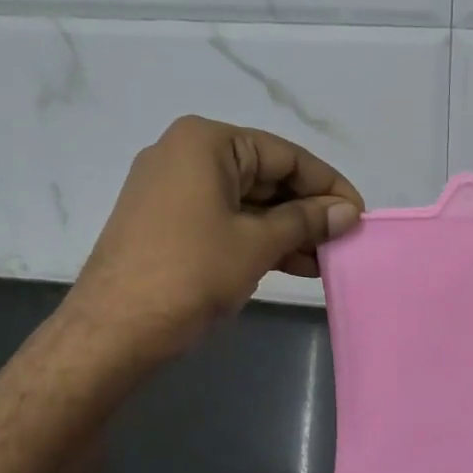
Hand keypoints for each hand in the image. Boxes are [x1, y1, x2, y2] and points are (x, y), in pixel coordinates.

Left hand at [65, 116, 362, 364]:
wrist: (112, 330)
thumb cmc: (190, 273)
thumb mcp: (256, 244)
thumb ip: (306, 221)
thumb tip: (348, 212)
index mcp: (206, 142)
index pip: (285, 155)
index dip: (328, 186)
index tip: (359, 214)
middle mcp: (186, 154)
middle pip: (265, 176)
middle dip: (307, 212)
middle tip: (344, 241)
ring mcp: (171, 189)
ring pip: (246, 203)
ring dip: (287, 231)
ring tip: (325, 261)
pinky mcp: (165, 222)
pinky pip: (224, 220)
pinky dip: (257, 240)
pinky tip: (293, 264)